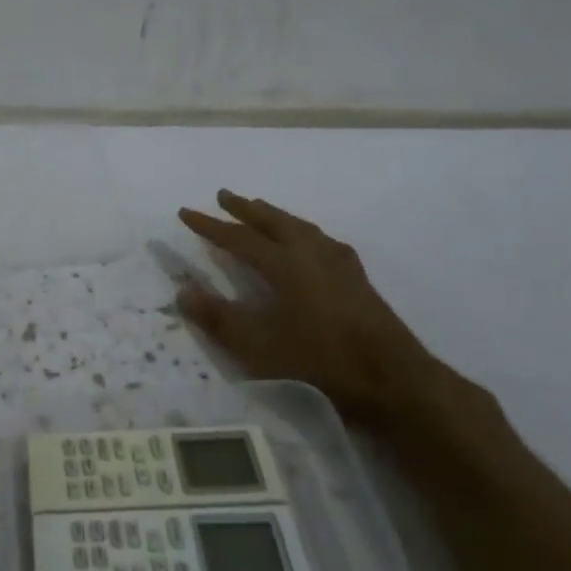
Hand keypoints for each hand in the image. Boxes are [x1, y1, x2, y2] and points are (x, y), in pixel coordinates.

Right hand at [176, 190, 438, 435]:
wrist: (388, 375)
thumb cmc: (317, 359)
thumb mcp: (257, 345)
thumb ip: (217, 318)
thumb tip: (182, 292)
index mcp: (285, 263)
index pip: (238, 237)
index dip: (209, 225)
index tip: (185, 212)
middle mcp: (311, 253)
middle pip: (272, 221)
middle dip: (245, 208)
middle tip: (224, 195)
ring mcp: (338, 262)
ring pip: (300, 227)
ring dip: (275, 216)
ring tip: (261, 210)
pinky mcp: (356, 277)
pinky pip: (321, 240)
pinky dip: (302, 232)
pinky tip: (308, 242)